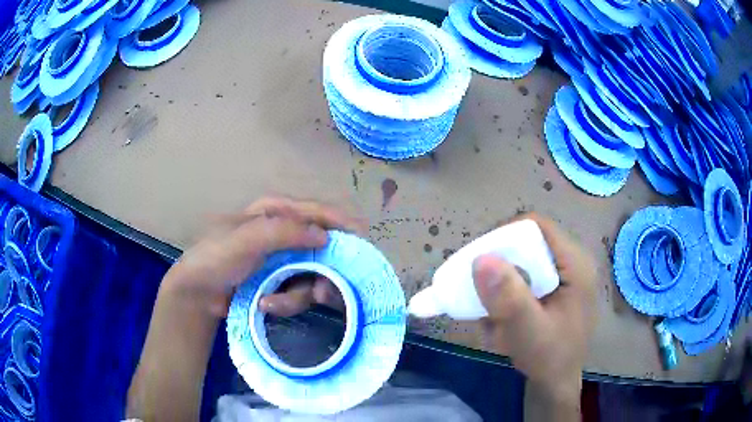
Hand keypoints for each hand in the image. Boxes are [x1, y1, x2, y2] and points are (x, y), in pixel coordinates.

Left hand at [161, 197, 361, 319]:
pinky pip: (299, 291)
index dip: (342, 222)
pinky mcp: (281, 281)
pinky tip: (266, 305)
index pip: (316, 211)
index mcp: (275, 212)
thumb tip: (324, 235)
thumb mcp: (244, 239)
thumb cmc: (215, 257)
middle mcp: (285, 233)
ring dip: (299, 294)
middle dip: (325, 271)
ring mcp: (284, 259)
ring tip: (274, 303)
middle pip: (322, 247)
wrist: (198, 293)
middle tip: (324, 294)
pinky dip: (287, 302)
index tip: (364, 239)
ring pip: (312, 274)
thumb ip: (282, 231)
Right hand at [473, 213, 595, 405]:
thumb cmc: (549, 359)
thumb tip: (481, 258)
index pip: (537, 227)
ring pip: (525, 261)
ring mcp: (566, 276)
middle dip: (501, 266)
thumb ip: (509, 298)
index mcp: (576, 264)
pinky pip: (527, 277)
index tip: (479, 260)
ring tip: (491, 311)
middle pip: (530, 243)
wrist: (557, 383)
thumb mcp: (528, 331)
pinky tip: (502, 318)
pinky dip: (509, 292)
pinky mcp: (557, 289)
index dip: (505, 235)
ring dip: (503, 282)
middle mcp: (573, 263)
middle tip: (479, 289)